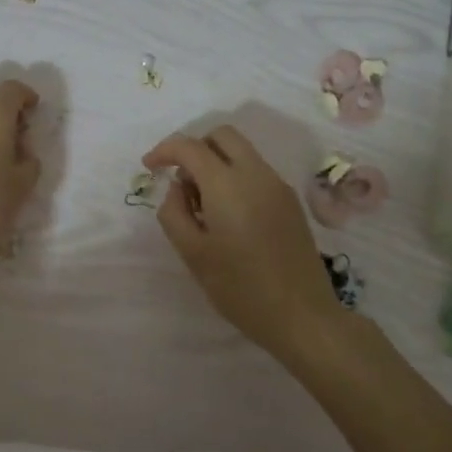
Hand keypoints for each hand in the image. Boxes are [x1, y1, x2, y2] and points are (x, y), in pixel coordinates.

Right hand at [143, 126, 333, 356]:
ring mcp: (278, 186)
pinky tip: (229, 216)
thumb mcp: (192, 254)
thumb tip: (178, 189)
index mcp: (227, 184)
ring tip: (203, 206)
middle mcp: (256, 174)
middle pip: (222, 135)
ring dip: (216, 162)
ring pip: (242, 152)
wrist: (302, 315)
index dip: (164, 151)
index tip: (149, 167)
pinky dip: (235, 177)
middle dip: (195, 147)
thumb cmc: (240, 287)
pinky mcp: (290, 202)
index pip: (190, 146)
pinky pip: (256, 172)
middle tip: (181, 180)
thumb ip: (174, 213)